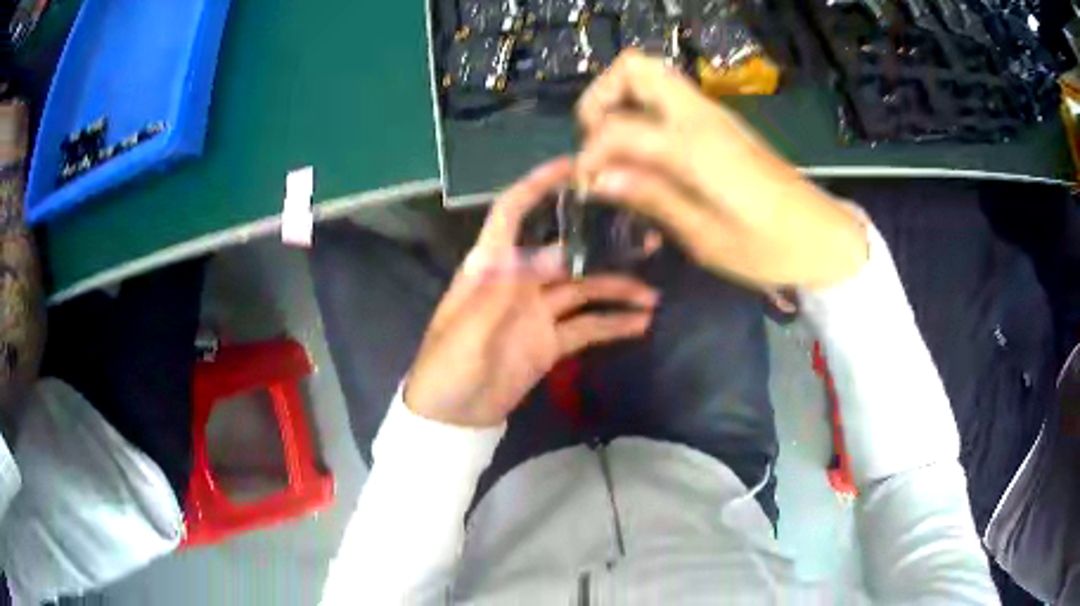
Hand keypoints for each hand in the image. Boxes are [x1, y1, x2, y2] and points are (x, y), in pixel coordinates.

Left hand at [404, 158, 658, 427]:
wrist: (452, 416)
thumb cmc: (447, 368)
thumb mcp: (467, 329)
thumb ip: (507, 292)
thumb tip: (558, 255)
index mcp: (489, 268)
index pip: (511, 213)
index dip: (537, 185)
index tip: (571, 166)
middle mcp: (518, 281)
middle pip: (563, 251)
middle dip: (600, 244)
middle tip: (642, 238)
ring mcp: (537, 312)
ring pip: (583, 290)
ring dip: (616, 290)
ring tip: (652, 297)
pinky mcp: (550, 342)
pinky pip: (586, 327)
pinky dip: (612, 325)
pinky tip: (640, 324)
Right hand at [575, 50, 867, 289]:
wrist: (823, 237)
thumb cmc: (769, 248)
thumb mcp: (705, 237)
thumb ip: (651, 197)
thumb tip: (598, 177)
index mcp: (695, 146)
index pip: (617, 127)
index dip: (590, 155)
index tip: (587, 187)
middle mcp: (701, 116)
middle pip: (635, 67)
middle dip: (601, 98)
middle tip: (598, 143)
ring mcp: (714, 114)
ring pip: (652, 75)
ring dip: (622, 101)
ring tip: (618, 150)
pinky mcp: (722, 123)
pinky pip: (669, 97)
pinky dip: (644, 111)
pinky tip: (648, 155)